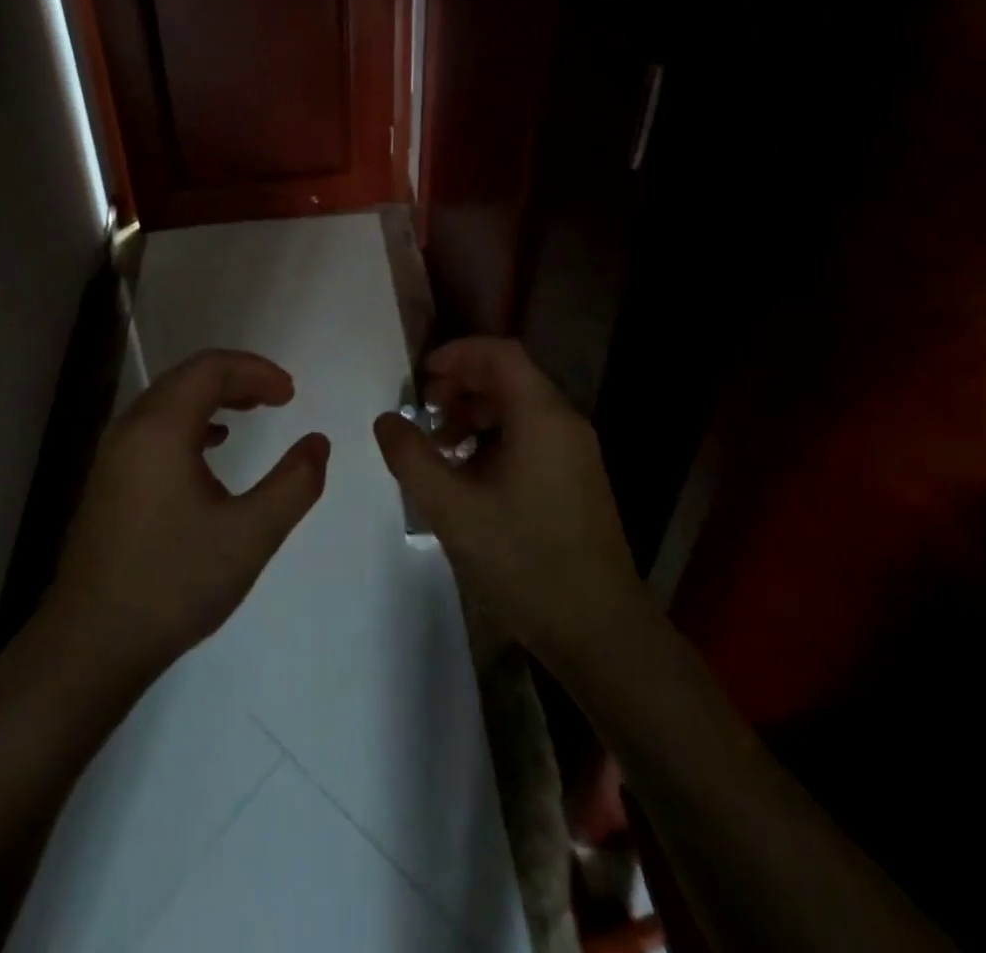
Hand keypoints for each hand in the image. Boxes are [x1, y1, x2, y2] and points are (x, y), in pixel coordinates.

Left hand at [47, 349, 328, 682]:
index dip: (255, 370)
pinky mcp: (108, 479)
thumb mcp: (249, 536)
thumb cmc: (173, 583)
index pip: (210, 369)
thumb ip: (294, 484)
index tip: (291, 394)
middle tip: (278, 398)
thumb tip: (318, 443)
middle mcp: (131, 428)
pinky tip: (211, 447)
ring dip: (212, 397)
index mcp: (161, 429)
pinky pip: (154, 426)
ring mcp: (113, 454)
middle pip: (187, 378)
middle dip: (237, 378)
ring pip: (168, 401)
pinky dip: (190, 421)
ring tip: (251, 411)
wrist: (90, 644)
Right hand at [372, 338, 642, 674]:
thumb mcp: (452, 509)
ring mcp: (576, 454)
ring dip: (475, 415)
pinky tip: (470, 477)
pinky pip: (531, 437)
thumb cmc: (524, 561)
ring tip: (440, 448)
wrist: (600, 632)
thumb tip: (386, 420)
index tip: (421, 378)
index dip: (457, 354)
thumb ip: (411, 458)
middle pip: (509, 377)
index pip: (500, 354)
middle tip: (424, 413)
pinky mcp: (577, 481)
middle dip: (461, 386)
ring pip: (519, 409)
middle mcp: (565, 424)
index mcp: (541, 417)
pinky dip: (495, 440)